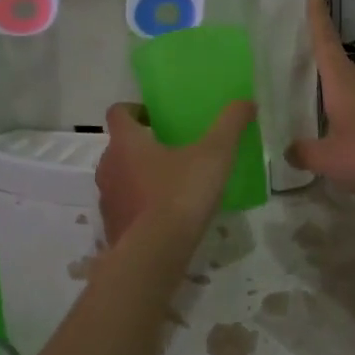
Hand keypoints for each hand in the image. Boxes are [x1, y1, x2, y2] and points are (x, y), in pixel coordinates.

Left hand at [96, 99, 256, 243]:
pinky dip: (140, 206)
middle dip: (142, 146)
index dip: (135, 110)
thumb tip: (247, 102)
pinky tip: (165, 217)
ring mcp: (107, 199)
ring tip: (171, 185)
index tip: (155, 117)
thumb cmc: (181, 193)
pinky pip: (125, 208)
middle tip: (172, 151)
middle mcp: (108, 166)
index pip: (118, 112)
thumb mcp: (215, 154)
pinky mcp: (112, 227)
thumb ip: (230, 125)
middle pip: (119, 147)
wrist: (155, 253)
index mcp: (127, 142)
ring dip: (139, 177)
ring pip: (120, 178)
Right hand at [287, 0, 354, 199]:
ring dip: (331, 83)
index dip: (317, 18)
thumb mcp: (329, 158)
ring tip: (312, 88)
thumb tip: (290, 150)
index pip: (325, 43)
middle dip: (321, 50)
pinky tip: (335, 128)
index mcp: (342, 84)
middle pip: (337, 62)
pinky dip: (341, 110)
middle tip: (303, 40)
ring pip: (348, 87)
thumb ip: (305, 153)